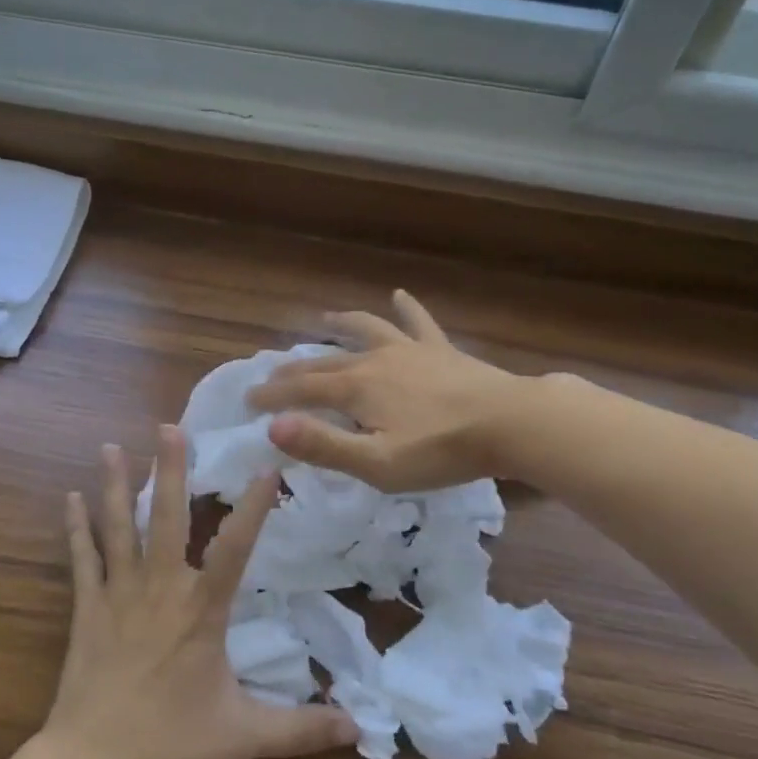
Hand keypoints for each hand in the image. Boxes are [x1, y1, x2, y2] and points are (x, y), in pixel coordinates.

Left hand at [45, 427, 358, 758]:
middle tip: (169, 427)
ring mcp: (118, 594)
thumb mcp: (245, 736)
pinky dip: (76, 528)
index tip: (267, 467)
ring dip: (114, 486)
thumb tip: (359, 728)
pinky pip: (82, 559)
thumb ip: (301, 728)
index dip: (253, 507)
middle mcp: (160, 589)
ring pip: (118, 528)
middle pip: (166, 518)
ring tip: (110, 447)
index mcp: (201, 610)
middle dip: (170, 470)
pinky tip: (70, 498)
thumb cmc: (171, 743)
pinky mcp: (87, 608)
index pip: (235, 548)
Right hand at [247, 290, 528, 491]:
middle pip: (326, 362)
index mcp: (356, 389)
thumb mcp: (376, 463)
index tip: (249, 401)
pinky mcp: (440, 351)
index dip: (273, 396)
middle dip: (295, 370)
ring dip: (342, 325)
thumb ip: (323, 445)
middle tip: (272, 376)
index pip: (302, 390)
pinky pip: (418, 323)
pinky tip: (400, 295)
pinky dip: (406, 309)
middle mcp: (375, 361)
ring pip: (366, 330)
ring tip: (325, 319)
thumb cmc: (440, 450)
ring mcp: (409, 351)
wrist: (509, 423)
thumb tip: (272, 427)